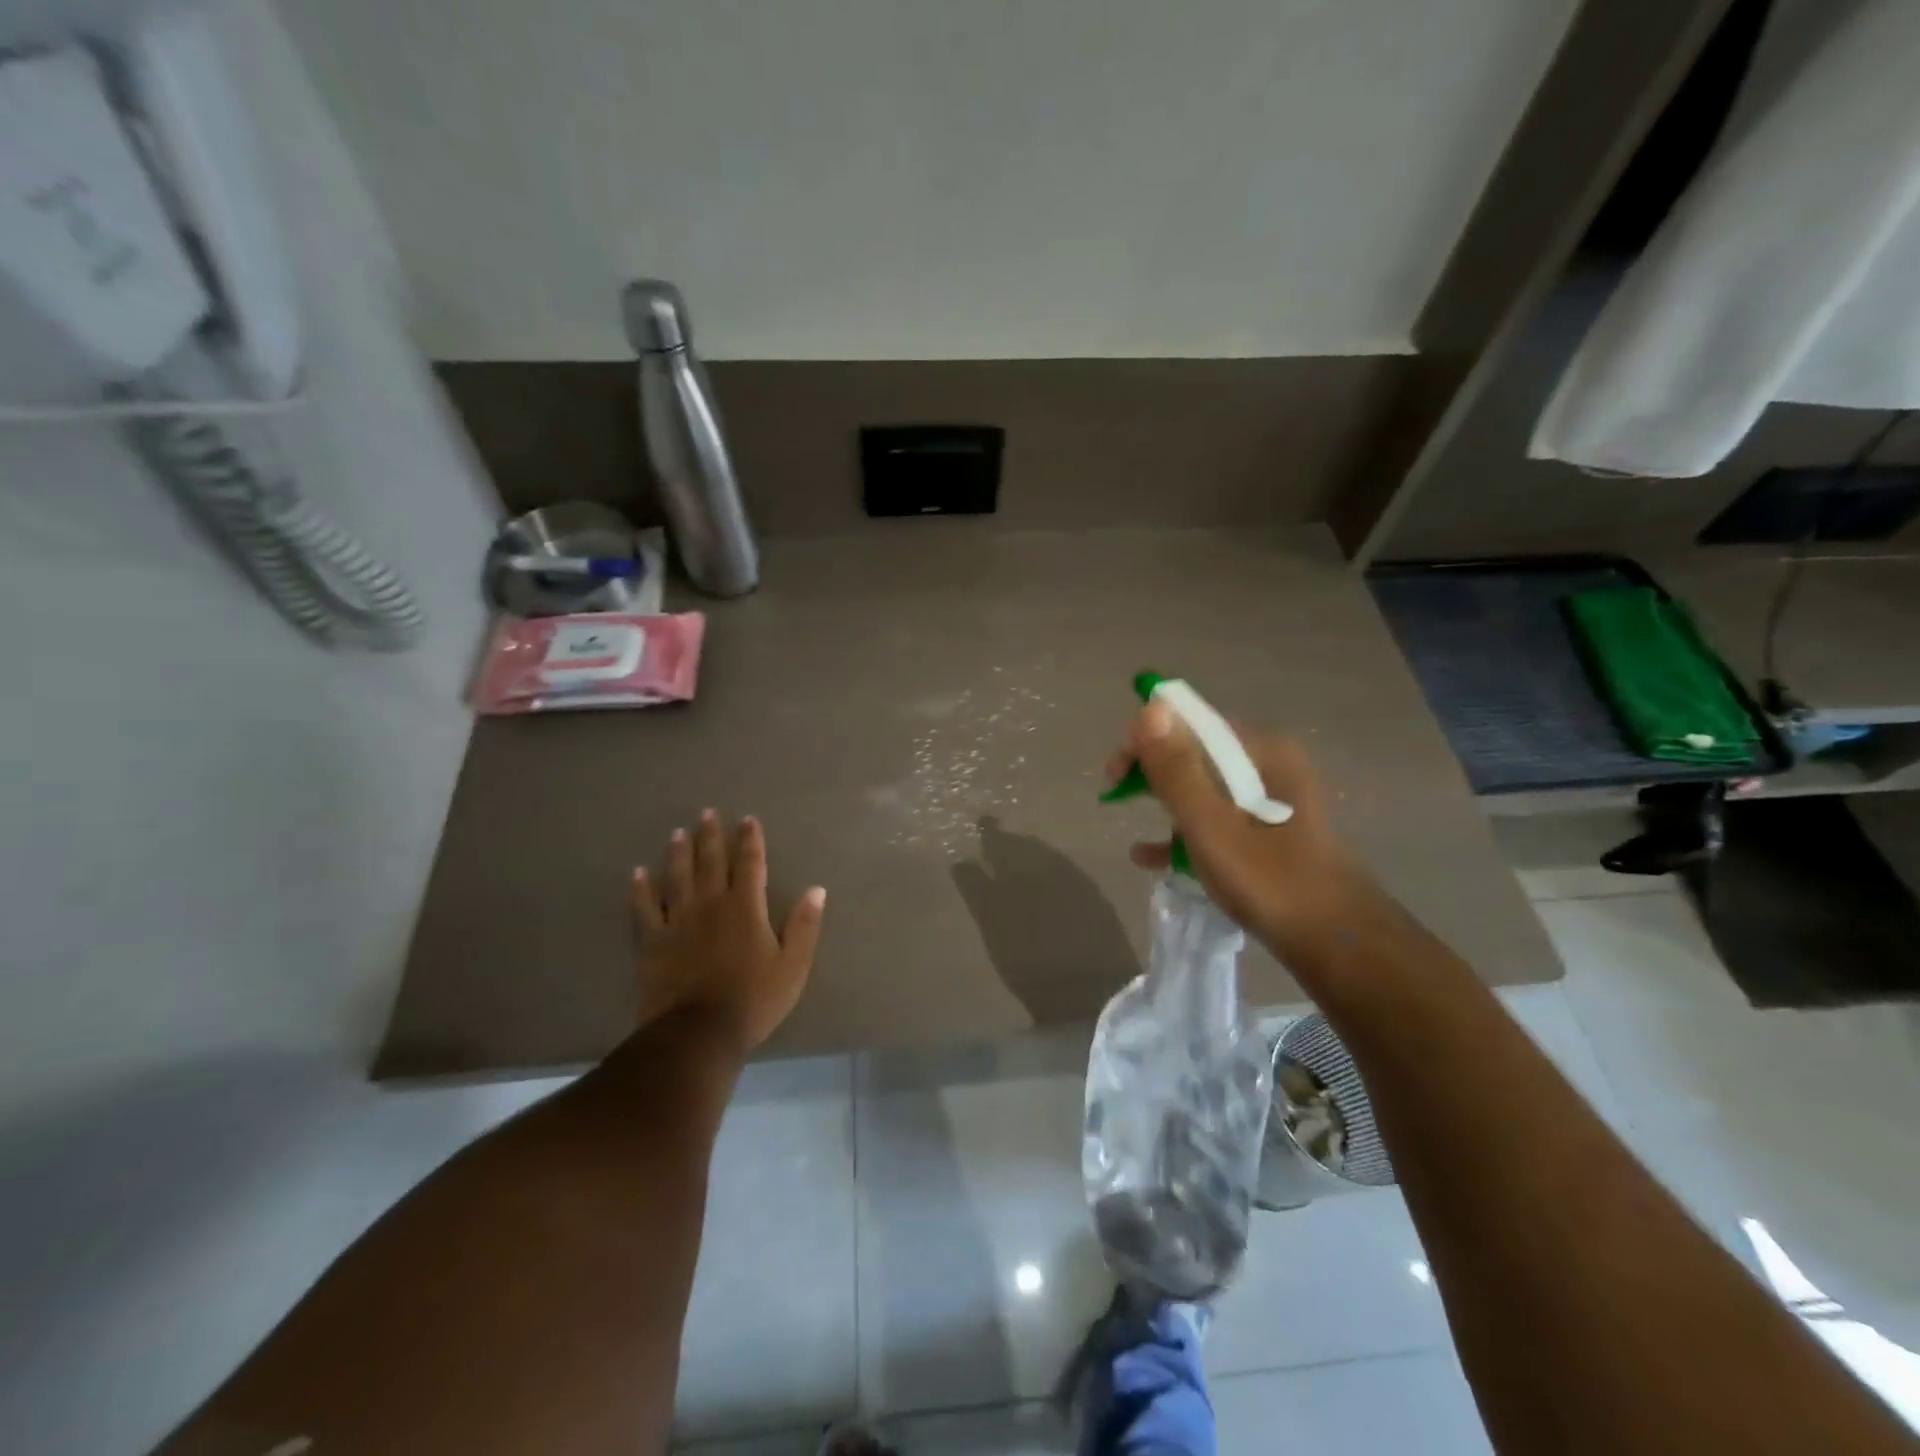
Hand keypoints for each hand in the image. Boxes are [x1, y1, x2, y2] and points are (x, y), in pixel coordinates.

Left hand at [631, 811, 826, 1052]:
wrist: (697, 1034)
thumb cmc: (753, 1000)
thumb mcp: (793, 966)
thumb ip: (804, 925)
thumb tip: (816, 889)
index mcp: (745, 907)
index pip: (750, 864)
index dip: (750, 840)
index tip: (748, 819)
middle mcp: (710, 904)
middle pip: (710, 862)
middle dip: (711, 836)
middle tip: (707, 813)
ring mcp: (677, 921)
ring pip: (677, 877)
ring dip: (678, 853)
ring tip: (679, 832)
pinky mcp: (652, 942)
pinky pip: (644, 908)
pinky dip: (641, 889)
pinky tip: (638, 873)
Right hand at [1111, 703, 1378, 961]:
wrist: (1337, 943)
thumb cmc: (1269, 881)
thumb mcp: (1211, 826)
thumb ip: (1177, 769)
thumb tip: (1149, 710)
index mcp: (1262, 753)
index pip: (1191, 724)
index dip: (1146, 741)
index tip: (1115, 775)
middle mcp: (1270, 766)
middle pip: (1196, 753)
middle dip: (1153, 772)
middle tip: (1116, 796)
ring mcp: (1272, 801)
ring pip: (1204, 788)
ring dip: (1166, 803)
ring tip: (1133, 828)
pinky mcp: (1270, 832)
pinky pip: (1218, 818)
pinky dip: (1186, 831)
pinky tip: (1153, 857)